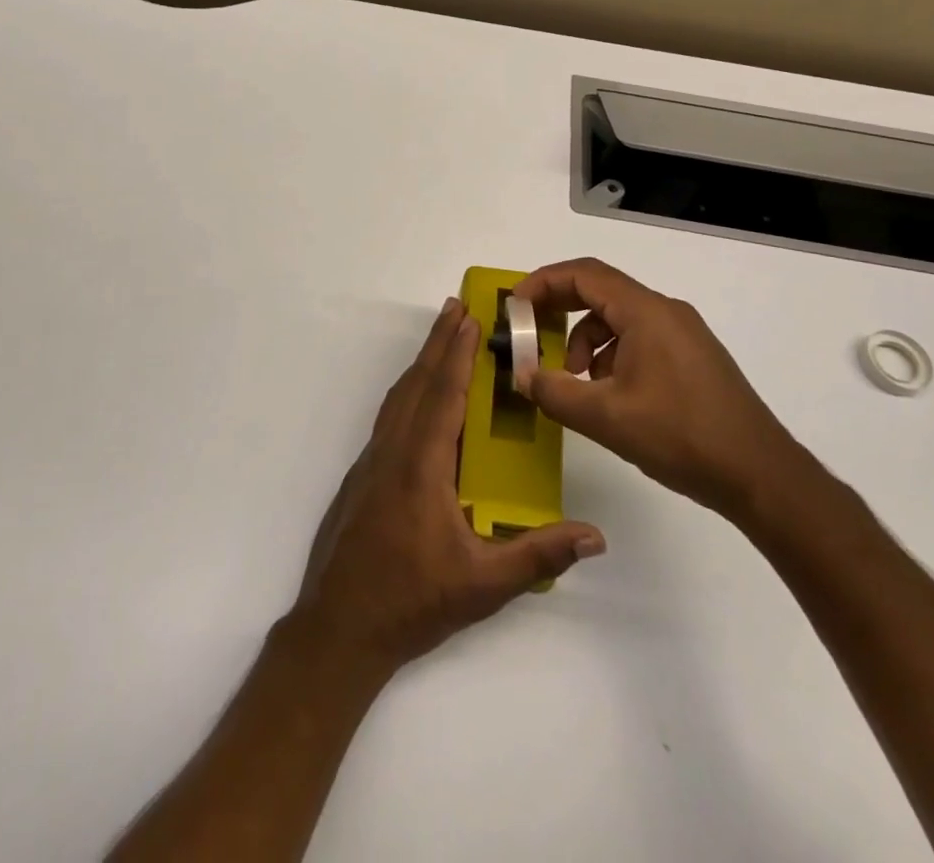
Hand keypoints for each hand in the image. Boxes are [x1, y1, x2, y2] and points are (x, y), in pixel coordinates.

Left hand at [287, 297, 605, 675]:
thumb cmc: (412, 601)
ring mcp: (373, 460)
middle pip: (417, 382)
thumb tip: (594, 535)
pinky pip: (390, 416)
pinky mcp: (363, 475)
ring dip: (422, 362)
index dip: (457, 351)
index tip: (467, 315)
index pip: (443, 393)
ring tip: (441, 338)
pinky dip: (408, 391)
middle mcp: (393, 450)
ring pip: (399, 397)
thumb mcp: (483, 585)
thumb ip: (538, 555)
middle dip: (438, 341)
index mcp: (421, 465)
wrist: (338, 627)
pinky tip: (420, 399)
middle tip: (455, 305)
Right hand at [513, 258, 802, 519]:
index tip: (514, 306)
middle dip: (559, 309)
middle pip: (600, 291)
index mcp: (646, 312)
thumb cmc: (681, 436)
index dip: (543, 282)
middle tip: (530, 333)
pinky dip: (611, 355)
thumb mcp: (606, 418)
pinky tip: (609, 394)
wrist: (762, 476)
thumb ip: (555, 392)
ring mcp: (683, 334)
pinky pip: (639, 338)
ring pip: (619, 318)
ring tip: (575, 380)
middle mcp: (665, 311)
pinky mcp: (692, 357)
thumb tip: (523, 376)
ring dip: (586, 340)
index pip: (584, 274)